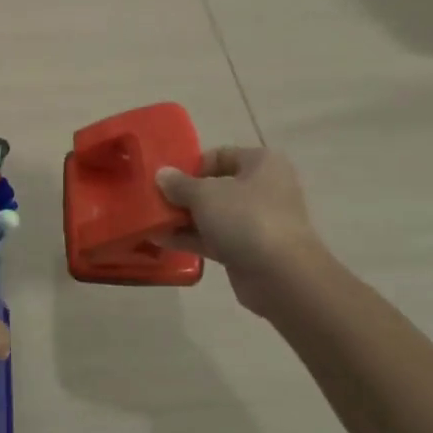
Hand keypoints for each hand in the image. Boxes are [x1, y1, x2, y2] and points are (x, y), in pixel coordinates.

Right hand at [156, 146, 326, 310]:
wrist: (282, 276)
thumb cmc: (246, 219)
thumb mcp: (204, 194)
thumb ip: (179, 183)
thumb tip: (162, 174)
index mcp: (261, 163)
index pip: (220, 155)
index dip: (191, 165)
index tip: (167, 179)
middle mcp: (263, 188)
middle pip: (215, 186)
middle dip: (184, 195)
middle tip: (154, 200)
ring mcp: (257, 222)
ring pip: (214, 214)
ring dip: (183, 218)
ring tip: (150, 221)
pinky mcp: (249, 250)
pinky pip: (215, 238)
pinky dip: (190, 238)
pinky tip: (161, 240)